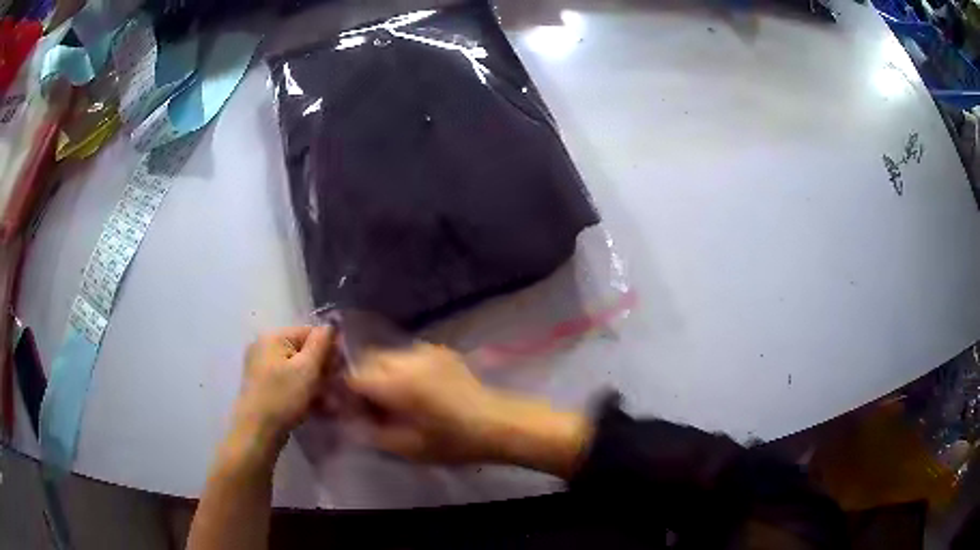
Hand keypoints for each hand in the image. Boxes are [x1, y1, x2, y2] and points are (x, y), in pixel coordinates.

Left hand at [234, 326, 334, 449]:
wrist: (257, 432)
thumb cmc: (283, 398)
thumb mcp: (307, 369)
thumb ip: (321, 344)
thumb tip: (332, 325)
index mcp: (273, 337)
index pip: (309, 332)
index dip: (328, 349)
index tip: (341, 370)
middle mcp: (264, 347)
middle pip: (303, 351)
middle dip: (322, 369)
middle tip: (336, 388)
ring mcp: (262, 367)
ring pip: (297, 369)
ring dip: (315, 383)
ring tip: (329, 403)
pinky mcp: (263, 386)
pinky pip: (289, 381)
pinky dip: (303, 391)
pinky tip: (316, 407)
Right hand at [347, 343, 592, 476]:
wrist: (500, 424)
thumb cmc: (454, 441)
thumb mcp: (408, 447)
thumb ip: (373, 432)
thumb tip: (351, 421)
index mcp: (396, 382)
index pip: (353, 377)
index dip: (345, 393)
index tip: (348, 409)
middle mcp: (407, 358)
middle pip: (368, 360)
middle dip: (363, 380)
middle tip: (371, 406)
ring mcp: (426, 351)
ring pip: (388, 356)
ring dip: (381, 373)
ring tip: (393, 399)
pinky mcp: (441, 352)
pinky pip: (408, 355)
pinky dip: (401, 368)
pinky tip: (414, 390)